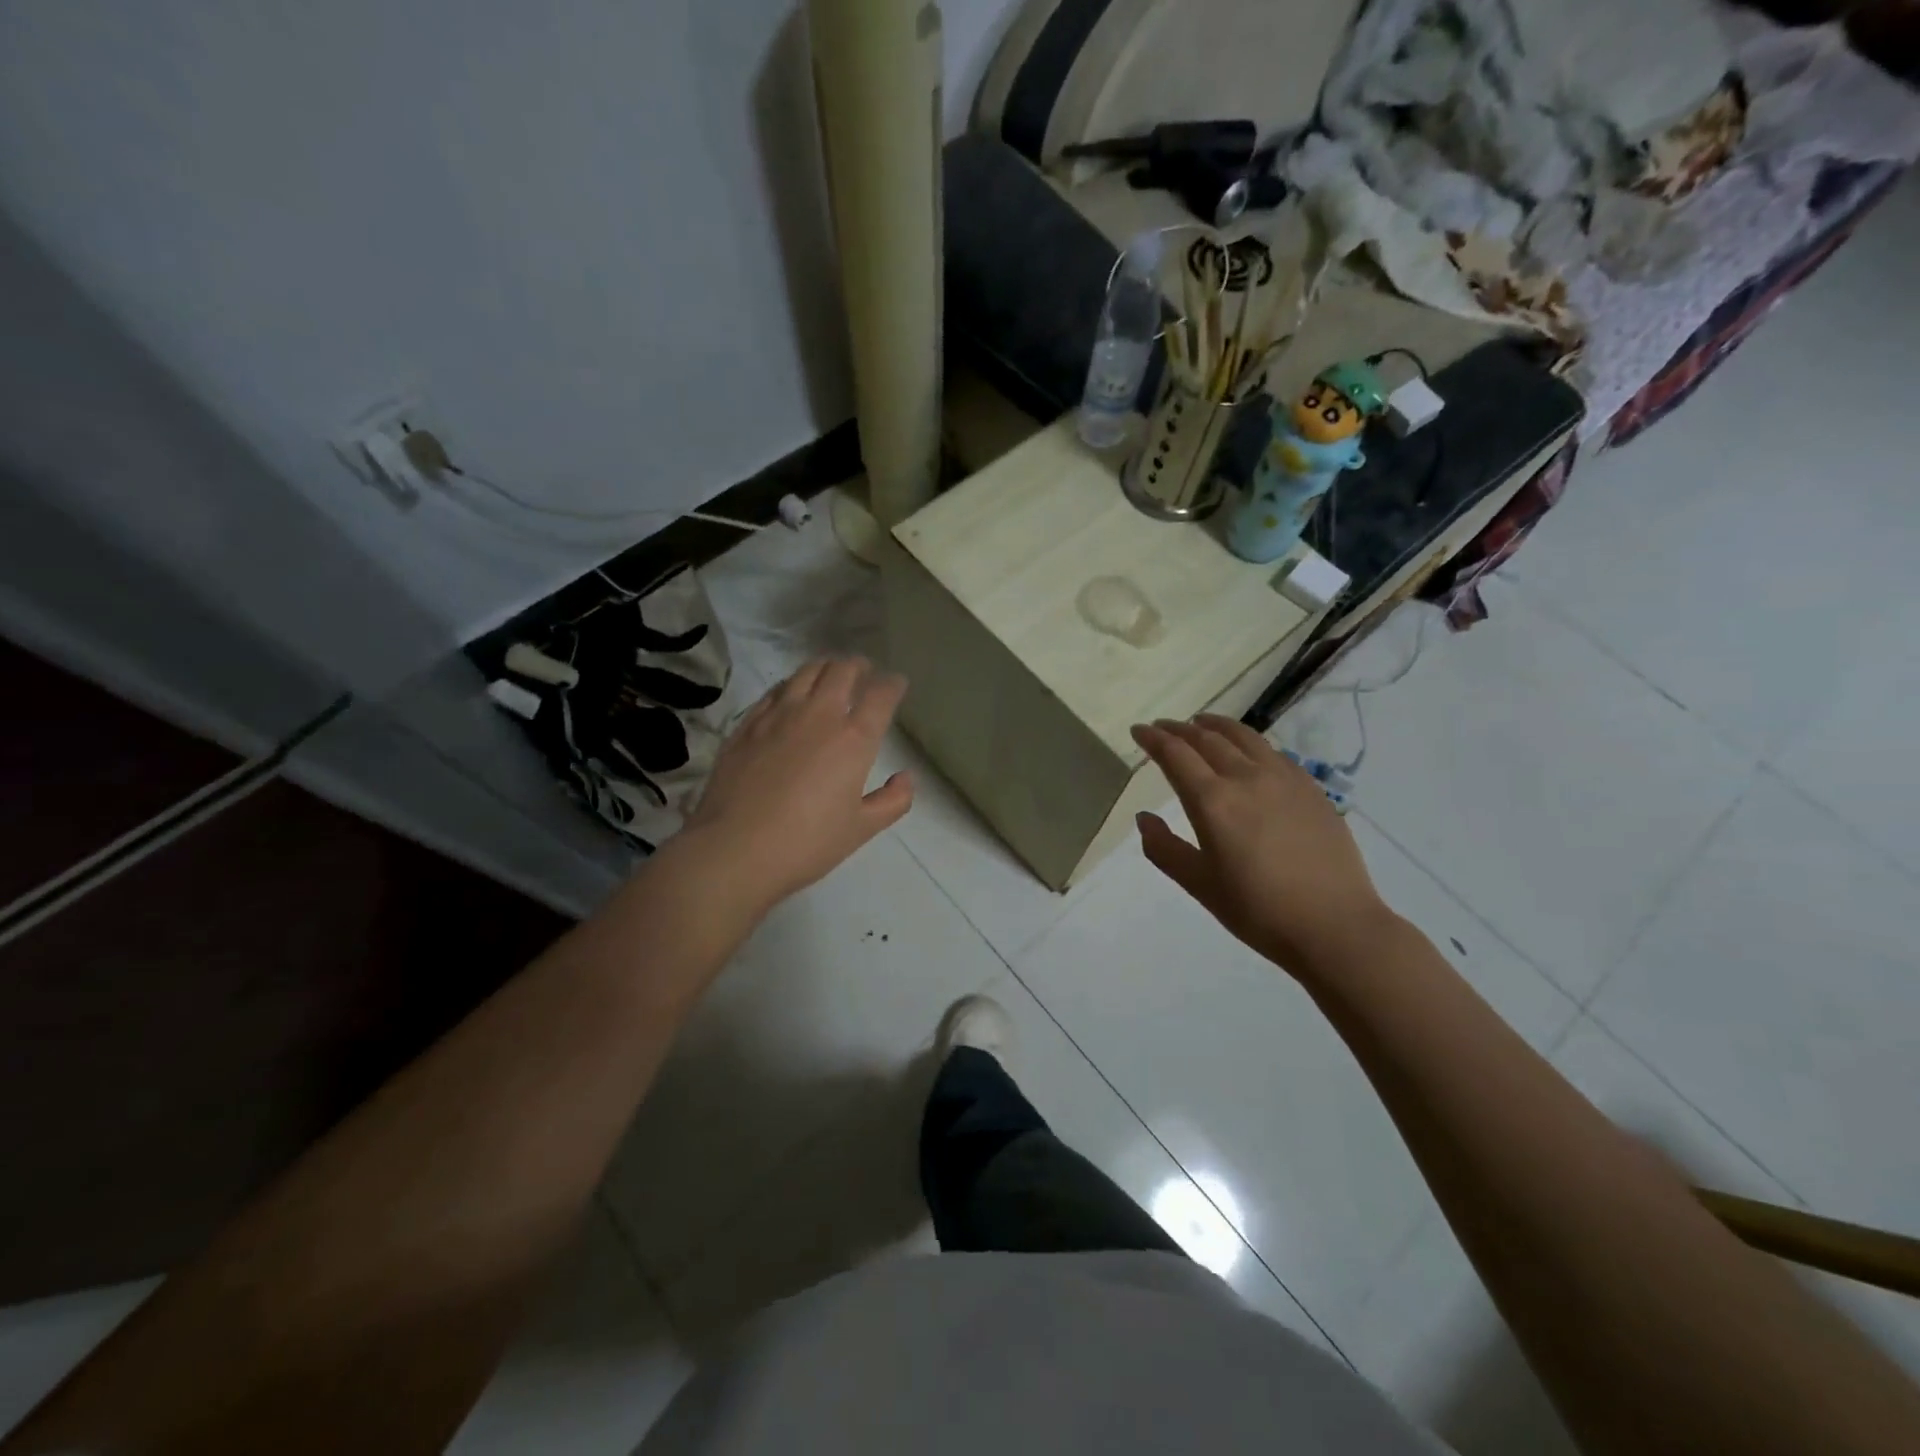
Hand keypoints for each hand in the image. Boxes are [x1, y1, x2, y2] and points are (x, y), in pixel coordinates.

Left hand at [683, 657, 913, 911]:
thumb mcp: (861, 829)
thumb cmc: (807, 843)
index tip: (897, 683)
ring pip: (806, 672)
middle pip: (842, 670)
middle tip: (864, 672)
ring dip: (825, 667)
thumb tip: (905, 778)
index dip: (893, 684)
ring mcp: (778, 715)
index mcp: (853, 739)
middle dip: (859, 666)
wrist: (735, 849)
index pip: (881, 694)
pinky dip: (791, 685)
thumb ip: (892, 801)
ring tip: (830, 674)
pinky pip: (774, 691)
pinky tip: (790, 695)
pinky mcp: (747, 724)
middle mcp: (818, 715)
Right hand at [1130, 714, 1393, 978]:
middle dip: (1179, 729)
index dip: (1153, 739)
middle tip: (1163, 727)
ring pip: (1243, 737)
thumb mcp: (1199, 885)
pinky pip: (1272, 752)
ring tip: (1201, 723)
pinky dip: (1248, 741)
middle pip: (1206, 739)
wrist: (1334, 925)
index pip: (1175, 755)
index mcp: (1212, 801)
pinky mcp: (1310, 788)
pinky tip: (1247, 750)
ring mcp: (1283, 779)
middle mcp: (1246, 778)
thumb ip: (1164, 848)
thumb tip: (1144, 818)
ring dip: (1215, 726)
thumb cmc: (1258, 910)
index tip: (1138, 730)